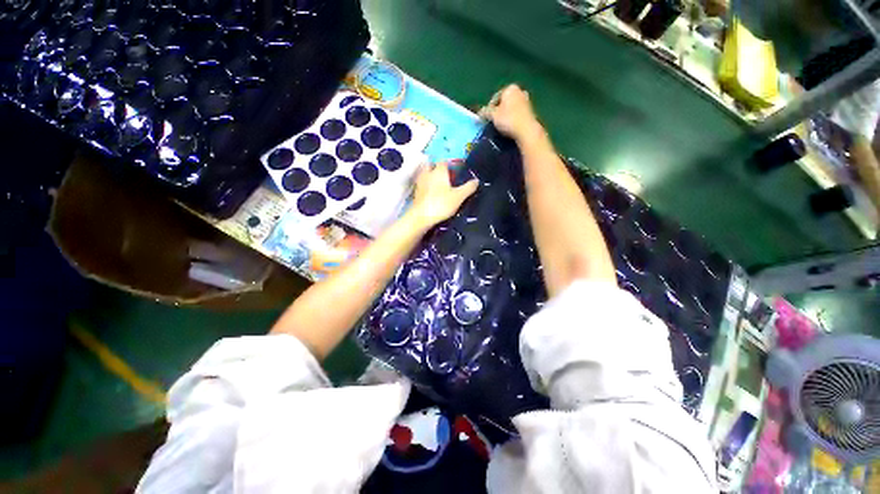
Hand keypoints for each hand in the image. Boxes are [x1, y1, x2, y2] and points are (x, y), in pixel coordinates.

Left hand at [410, 161, 477, 228]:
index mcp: (439, 171)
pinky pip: (422, 185)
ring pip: (425, 175)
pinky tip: (432, 194)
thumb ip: (468, 188)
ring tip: (440, 186)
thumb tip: (476, 181)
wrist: (422, 217)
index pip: (444, 162)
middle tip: (446, 178)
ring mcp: (420, 183)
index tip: (456, 172)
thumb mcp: (459, 197)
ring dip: (431, 177)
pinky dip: (427, 187)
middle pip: (432, 166)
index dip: (450, 166)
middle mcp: (428, 173)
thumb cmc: (441, 204)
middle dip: (438, 169)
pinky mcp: (416, 193)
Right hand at [479, 84, 544, 142]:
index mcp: (510, 88)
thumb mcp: (493, 115)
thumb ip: (485, 112)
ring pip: (511, 108)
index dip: (489, 108)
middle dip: (498, 111)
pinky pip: (517, 114)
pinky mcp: (531, 111)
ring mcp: (526, 101)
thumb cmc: (508, 119)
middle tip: (493, 121)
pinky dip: (512, 119)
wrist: (526, 130)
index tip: (486, 119)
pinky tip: (509, 127)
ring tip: (500, 126)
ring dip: (505, 115)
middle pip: (504, 102)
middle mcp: (520, 91)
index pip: (495, 97)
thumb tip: (479, 113)